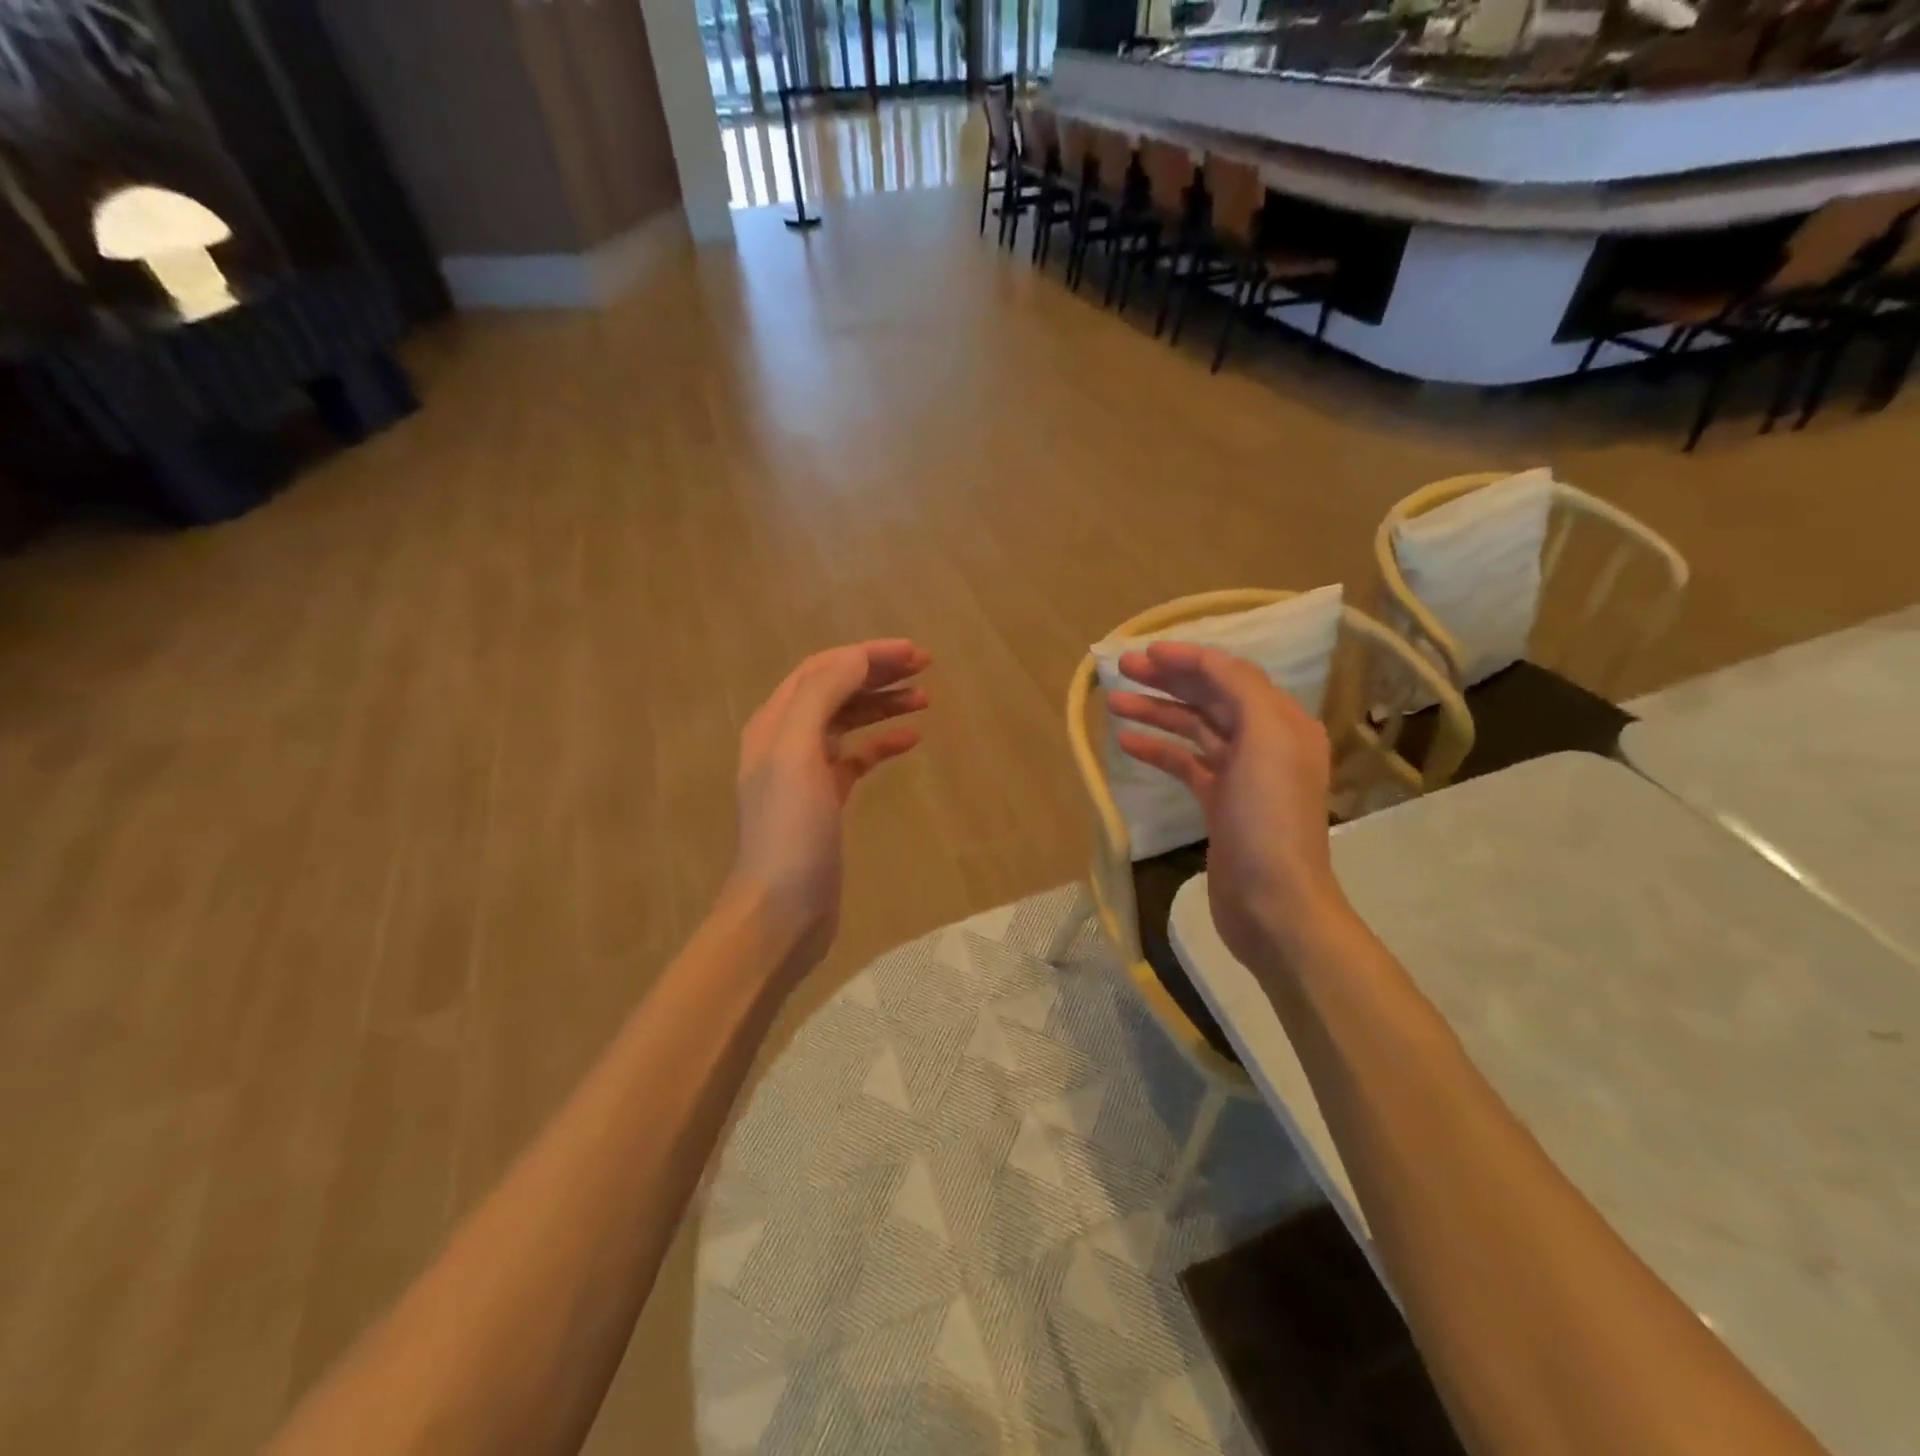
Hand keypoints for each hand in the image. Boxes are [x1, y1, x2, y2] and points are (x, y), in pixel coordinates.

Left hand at [729, 640, 930, 969]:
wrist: (782, 911)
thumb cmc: (789, 832)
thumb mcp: (797, 754)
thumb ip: (821, 697)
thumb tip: (856, 658)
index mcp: (775, 723)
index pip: (822, 669)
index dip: (865, 654)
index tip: (912, 652)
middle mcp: (787, 740)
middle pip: (835, 690)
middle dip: (877, 673)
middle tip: (925, 666)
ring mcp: (807, 773)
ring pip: (848, 722)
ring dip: (883, 704)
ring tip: (925, 698)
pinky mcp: (826, 801)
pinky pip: (857, 758)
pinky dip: (882, 744)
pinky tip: (911, 739)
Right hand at [1107, 641, 1350, 978]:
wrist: (1274, 902)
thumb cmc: (1269, 817)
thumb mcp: (1265, 738)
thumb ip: (1240, 689)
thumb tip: (1205, 662)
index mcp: (1282, 722)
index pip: (1230, 675)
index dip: (1187, 658)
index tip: (1144, 652)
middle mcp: (1265, 742)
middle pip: (1210, 698)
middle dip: (1167, 680)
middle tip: (1121, 669)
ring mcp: (1241, 776)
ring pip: (1193, 730)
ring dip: (1156, 712)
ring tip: (1113, 702)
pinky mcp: (1219, 804)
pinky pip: (1185, 765)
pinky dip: (1157, 750)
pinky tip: (1126, 742)